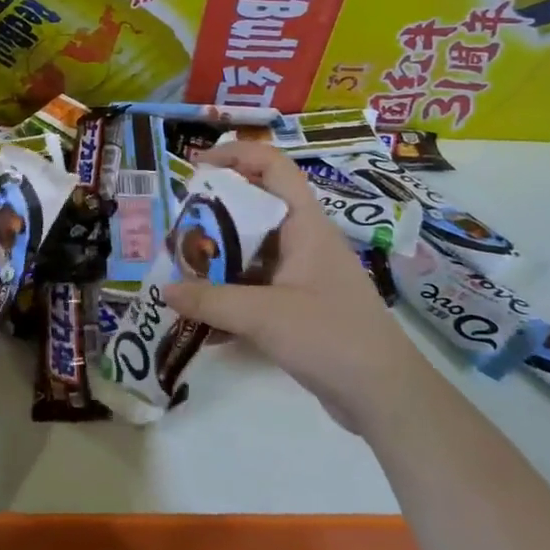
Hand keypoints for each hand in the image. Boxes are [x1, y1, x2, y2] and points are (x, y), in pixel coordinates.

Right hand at [163, 141, 410, 430]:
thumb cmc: (331, 337)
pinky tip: (203, 324)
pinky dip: (230, 298)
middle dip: (213, 217)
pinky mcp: (300, 306)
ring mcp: (303, 275)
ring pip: (252, 252)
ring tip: (180, 275)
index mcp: (305, 224)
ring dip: (218, 262)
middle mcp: (304, 241)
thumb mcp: (263, 315)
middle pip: (254, 210)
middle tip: (177, 231)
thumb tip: (165, 289)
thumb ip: (210, 300)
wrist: (384, 394)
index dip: (235, 155)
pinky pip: (256, 288)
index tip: (196, 166)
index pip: (273, 167)